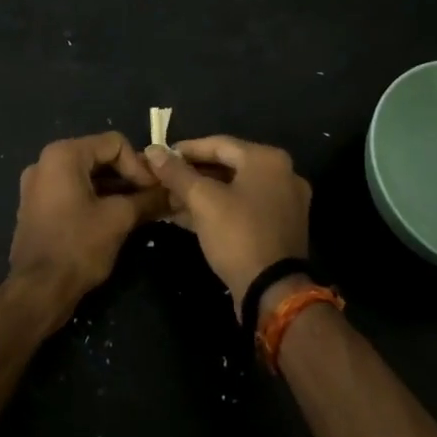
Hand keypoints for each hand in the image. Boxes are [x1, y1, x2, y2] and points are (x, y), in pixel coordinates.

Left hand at [11, 133, 165, 321]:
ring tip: (140, 210)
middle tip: (153, 199)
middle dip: (129, 177)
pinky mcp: (38, 206)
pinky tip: (117, 219)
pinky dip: (97, 200)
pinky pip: (74, 191)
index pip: (115, 144)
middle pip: (100, 156)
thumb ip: (148, 199)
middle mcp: (46, 162)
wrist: (37, 292)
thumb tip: (173, 192)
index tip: (156, 191)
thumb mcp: (119, 220)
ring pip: (88, 176)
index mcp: (63, 155)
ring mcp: (39, 185)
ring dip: (116, 190)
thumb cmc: (77, 247)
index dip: (139, 165)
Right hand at [145, 137, 310, 319]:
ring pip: (234, 189)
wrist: (273, 292)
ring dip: (202, 193)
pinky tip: (188, 217)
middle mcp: (282, 174)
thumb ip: (176, 173)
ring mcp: (284, 202)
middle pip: (227, 166)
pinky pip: (244, 208)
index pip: (218, 144)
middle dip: (192, 175)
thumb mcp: (202, 200)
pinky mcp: (280, 227)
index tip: (159, 157)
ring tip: (169, 199)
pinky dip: (218, 209)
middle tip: (162, 180)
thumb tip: (152, 150)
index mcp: (267, 159)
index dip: (185, 150)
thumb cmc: (238, 235)